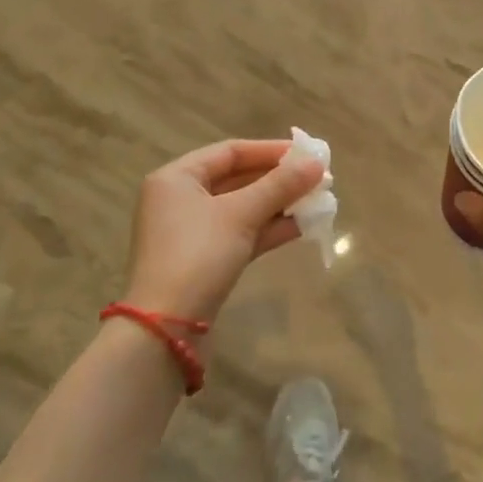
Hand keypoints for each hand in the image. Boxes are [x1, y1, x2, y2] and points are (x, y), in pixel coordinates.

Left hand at [123, 139, 325, 323]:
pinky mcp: (203, 261)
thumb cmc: (197, 256)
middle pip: (237, 179)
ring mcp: (191, 233)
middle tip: (317, 179)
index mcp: (177, 178)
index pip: (230, 152)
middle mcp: (180, 200)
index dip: (270, 150)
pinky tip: (301, 227)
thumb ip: (280, 186)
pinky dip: (268, 229)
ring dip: (278, 204)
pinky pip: (240, 234)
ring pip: (241, 208)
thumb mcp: (241, 214)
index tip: (306, 154)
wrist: (165, 330)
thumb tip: (316, 163)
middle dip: (278, 180)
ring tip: (317, 201)